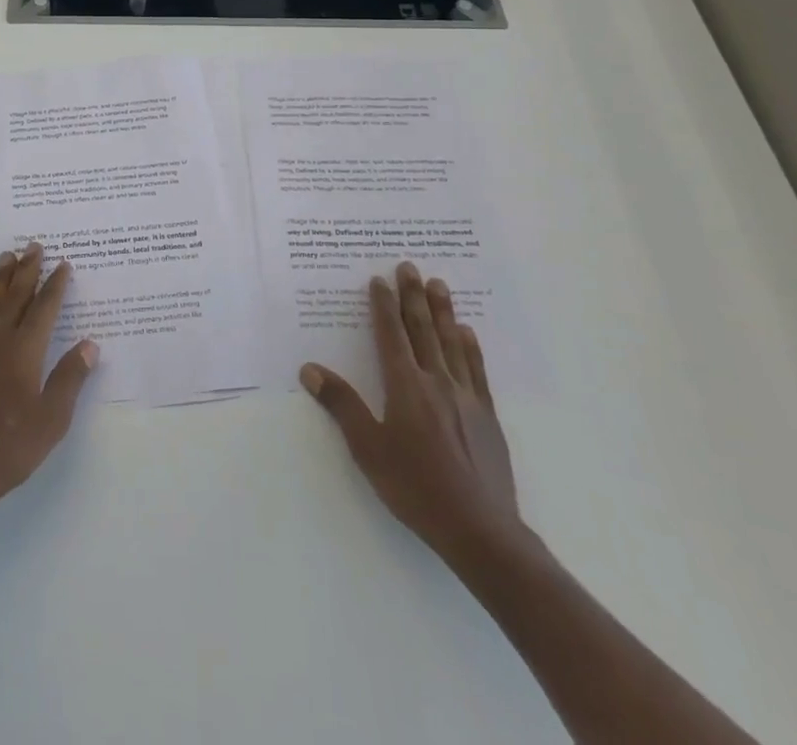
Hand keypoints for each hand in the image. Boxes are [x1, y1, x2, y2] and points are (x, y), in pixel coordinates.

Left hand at [0, 243, 98, 509]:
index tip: (63, 263)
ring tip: (6, 257)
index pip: (44, 308)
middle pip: (14, 296)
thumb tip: (89, 344)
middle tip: (33, 245)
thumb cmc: (10, 447)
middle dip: (26, 270)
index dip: (55, 285)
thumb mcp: (52, 419)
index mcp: (24, 351)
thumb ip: (70, 378)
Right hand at [301, 261, 520, 562]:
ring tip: (439, 284)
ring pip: (452, 343)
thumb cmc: (416, 488)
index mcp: (405, 386)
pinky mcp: (487, 416)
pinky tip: (468, 332)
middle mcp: (436, 382)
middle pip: (423, 330)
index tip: (380, 279)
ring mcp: (466, 397)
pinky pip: (476, 370)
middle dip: (414, 296)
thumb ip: (342, 405)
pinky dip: (470, 347)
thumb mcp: (368, 449)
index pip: (391, 335)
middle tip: (410, 266)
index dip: (384, 306)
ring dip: (443, 311)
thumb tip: (310, 369)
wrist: (480, 530)